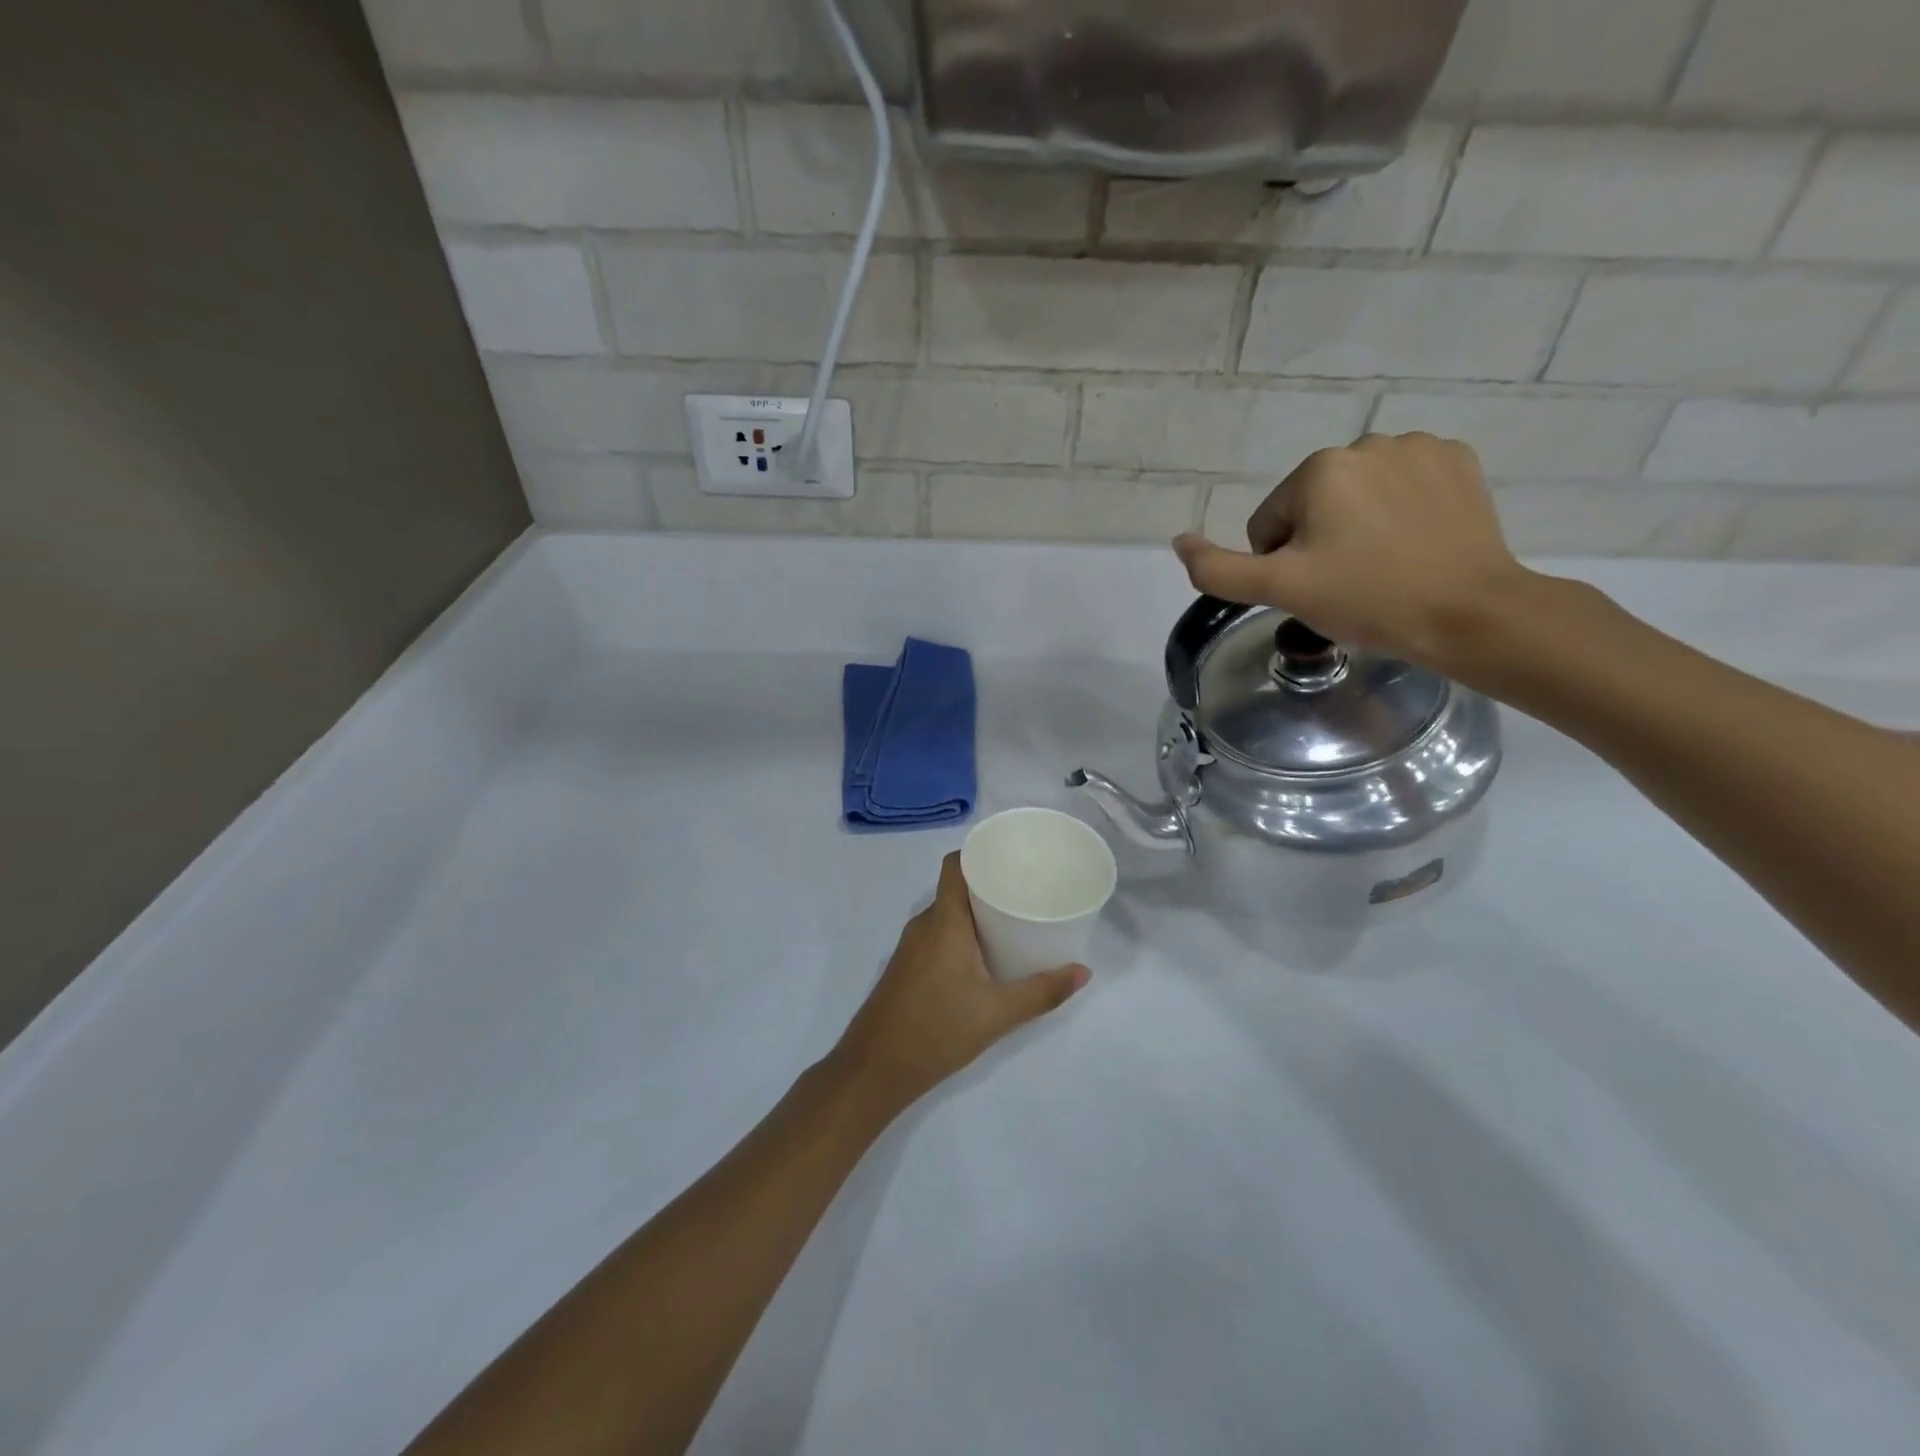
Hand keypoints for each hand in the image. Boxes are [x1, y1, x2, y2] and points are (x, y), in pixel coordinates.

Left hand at [832, 854, 1089, 1114]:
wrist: (874, 1068)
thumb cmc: (937, 1030)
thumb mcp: (997, 1013)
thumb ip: (1042, 992)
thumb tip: (1083, 972)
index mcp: (944, 921)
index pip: (955, 865)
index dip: (980, 852)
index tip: (1012, 855)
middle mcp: (924, 924)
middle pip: (956, 887)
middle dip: (989, 883)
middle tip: (1027, 888)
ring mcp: (911, 946)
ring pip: (947, 913)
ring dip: (976, 911)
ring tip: (1013, 917)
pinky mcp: (907, 966)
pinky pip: (938, 933)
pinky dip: (962, 932)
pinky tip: (985, 953)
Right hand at [1172, 433, 1532, 673]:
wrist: (1469, 614)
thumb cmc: (1367, 600)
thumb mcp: (1280, 590)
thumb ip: (1218, 569)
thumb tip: (1179, 540)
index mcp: (1319, 469)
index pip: (1269, 524)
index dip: (1283, 564)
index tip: (1317, 589)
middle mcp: (1366, 443)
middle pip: (1313, 506)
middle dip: (1320, 542)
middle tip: (1349, 582)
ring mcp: (1419, 448)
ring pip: (1357, 495)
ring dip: (1358, 526)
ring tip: (1386, 565)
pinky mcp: (1458, 461)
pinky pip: (1404, 486)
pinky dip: (1401, 511)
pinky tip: (1416, 543)